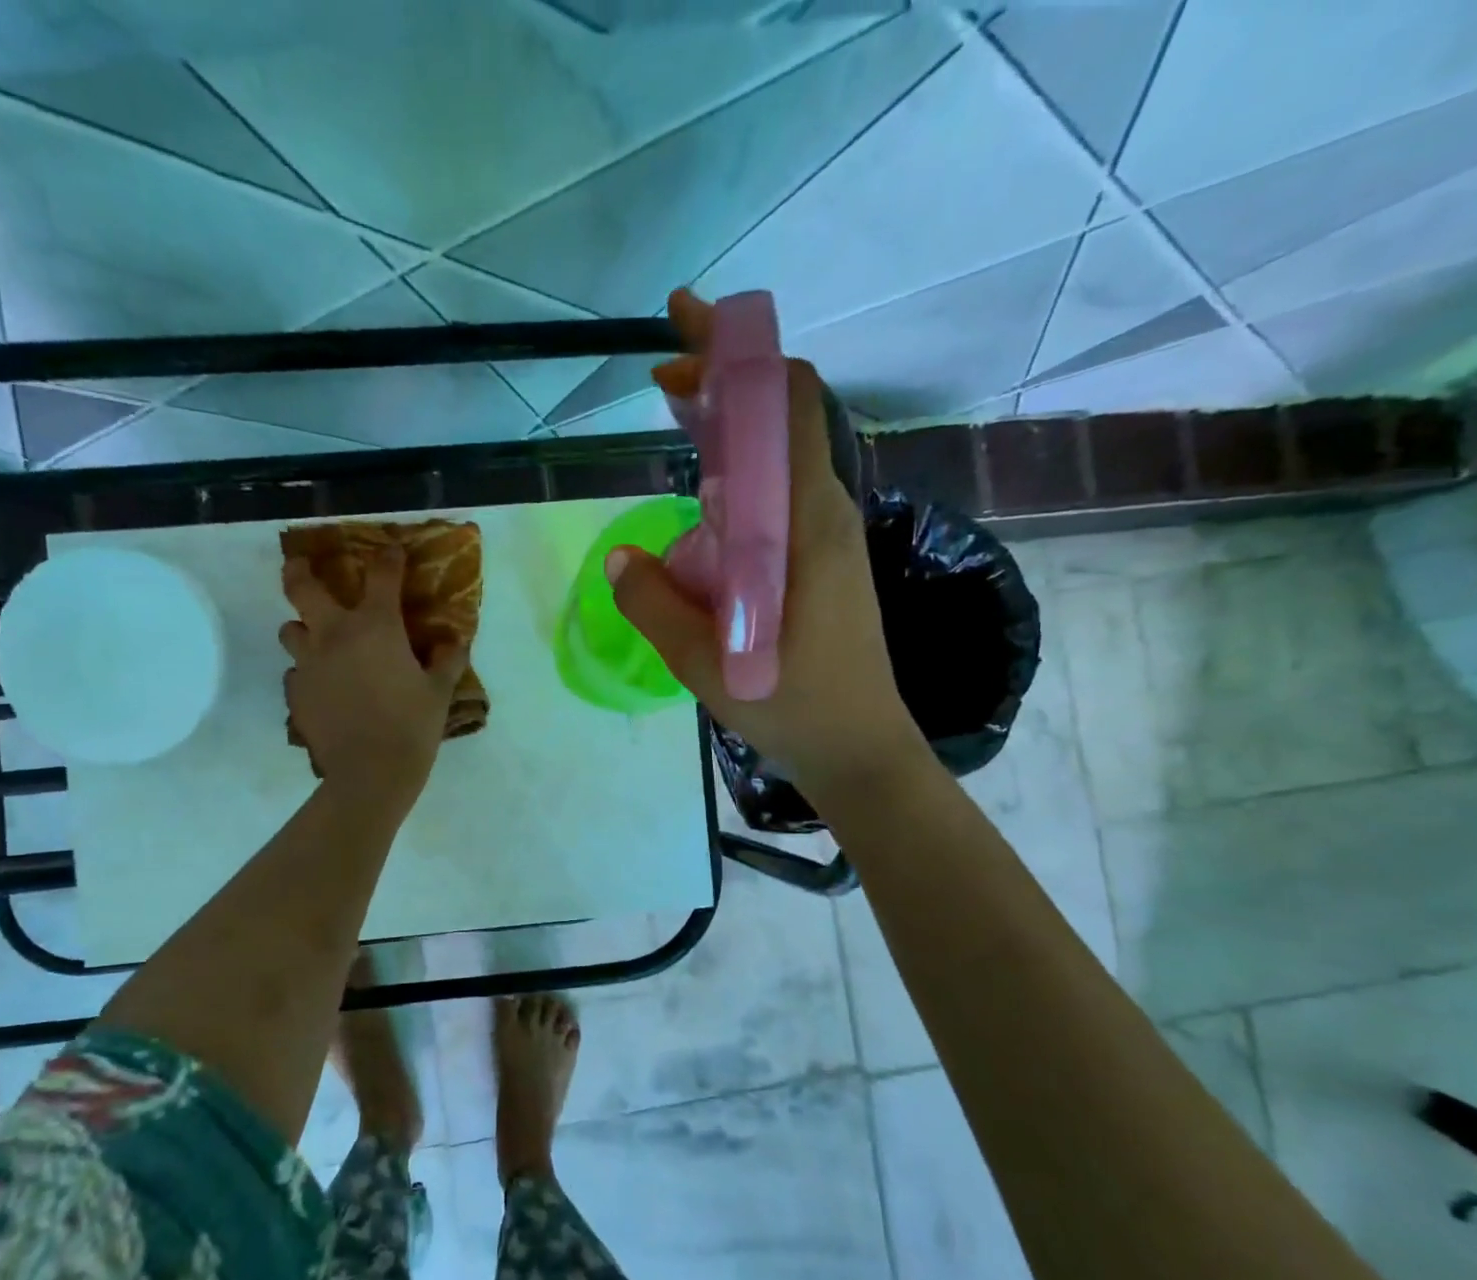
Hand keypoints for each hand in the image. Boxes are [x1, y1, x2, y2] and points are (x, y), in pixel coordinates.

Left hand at [281, 546, 467, 805]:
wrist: (370, 774)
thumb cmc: (412, 726)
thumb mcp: (440, 691)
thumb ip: (448, 660)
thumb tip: (455, 641)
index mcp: (375, 625)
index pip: (381, 574)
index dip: (388, 558)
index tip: (391, 552)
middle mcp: (334, 634)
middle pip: (301, 587)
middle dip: (299, 570)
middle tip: (301, 567)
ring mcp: (309, 664)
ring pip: (290, 630)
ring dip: (303, 629)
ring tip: (319, 642)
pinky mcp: (296, 694)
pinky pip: (295, 673)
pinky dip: (308, 672)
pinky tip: (324, 688)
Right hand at [608, 288, 926, 797]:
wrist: (858, 748)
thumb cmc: (789, 706)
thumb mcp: (704, 663)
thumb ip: (654, 605)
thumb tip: (618, 560)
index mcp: (804, 522)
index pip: (786, 403)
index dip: (737, 355)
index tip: (682, 334)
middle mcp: (823, 513)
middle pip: (781, 417)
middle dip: (723, 381)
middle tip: (662, 374)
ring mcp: (825, 535)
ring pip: (778, 455)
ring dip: (728, 426)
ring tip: (675, 416)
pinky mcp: (819, 560)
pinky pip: (777, 493)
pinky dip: (738, 470)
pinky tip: (700, 494)